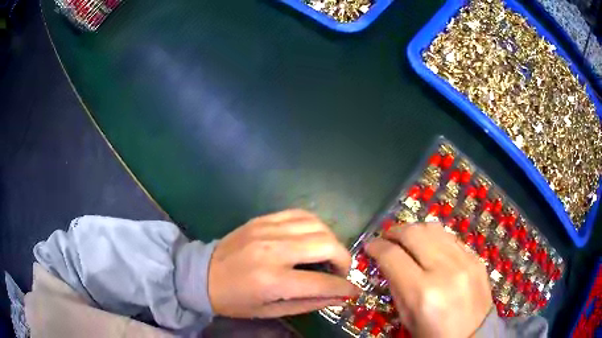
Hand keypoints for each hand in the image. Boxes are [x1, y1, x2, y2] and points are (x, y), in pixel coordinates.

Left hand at [208, 209, 358, 317]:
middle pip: (326, 245)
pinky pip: (300, 214)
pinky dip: (315, 225)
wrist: (202, 275)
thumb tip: (340, 297)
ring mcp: (267, 230)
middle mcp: (273, 251)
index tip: (354, 291)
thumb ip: (308, 303)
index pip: (322, 283)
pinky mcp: (262, 219)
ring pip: (317, 226)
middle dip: (344, 260)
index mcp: (272, 281)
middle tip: (341, 272)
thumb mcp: (270, 310)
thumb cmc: (235, 300)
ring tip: (329, 255)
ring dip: (332, 241)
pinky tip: (314, 238)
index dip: (345, 288)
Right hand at [366, 223, 491, 337]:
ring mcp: (464, 260)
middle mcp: (444, 270)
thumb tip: (388, 263)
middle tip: (386, 237)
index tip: (370, 245)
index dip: (377, 246)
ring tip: (406, 237)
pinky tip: (430, 246)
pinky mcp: (476, 258)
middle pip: (414, 233)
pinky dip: (435, 238)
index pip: (393, 256)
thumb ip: (397, 288)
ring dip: (415, 229)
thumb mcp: (408, 318)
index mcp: (422, 292)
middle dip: (394, 231)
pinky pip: (451, 238)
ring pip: (434, 229)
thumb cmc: (434, 334)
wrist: (474, 336)